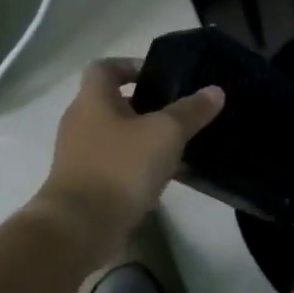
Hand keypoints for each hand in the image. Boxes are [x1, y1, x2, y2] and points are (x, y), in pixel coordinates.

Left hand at [33, 58, 223, 261]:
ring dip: (140, 138)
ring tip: (174, 146)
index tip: (159, 77)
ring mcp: (78, 155)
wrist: (79, 226)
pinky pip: (112, 164)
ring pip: (113, 135)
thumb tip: (215, 90)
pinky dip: (133, 166)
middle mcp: (80, 122)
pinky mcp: (83, 185)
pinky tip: (159, 177)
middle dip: (143, 105)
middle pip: (110, 102)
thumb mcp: (165, 134)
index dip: (131, 65)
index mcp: (93, 100)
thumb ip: (191, 111)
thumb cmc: (120, 167)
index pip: (105, 67)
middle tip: (176, 113)